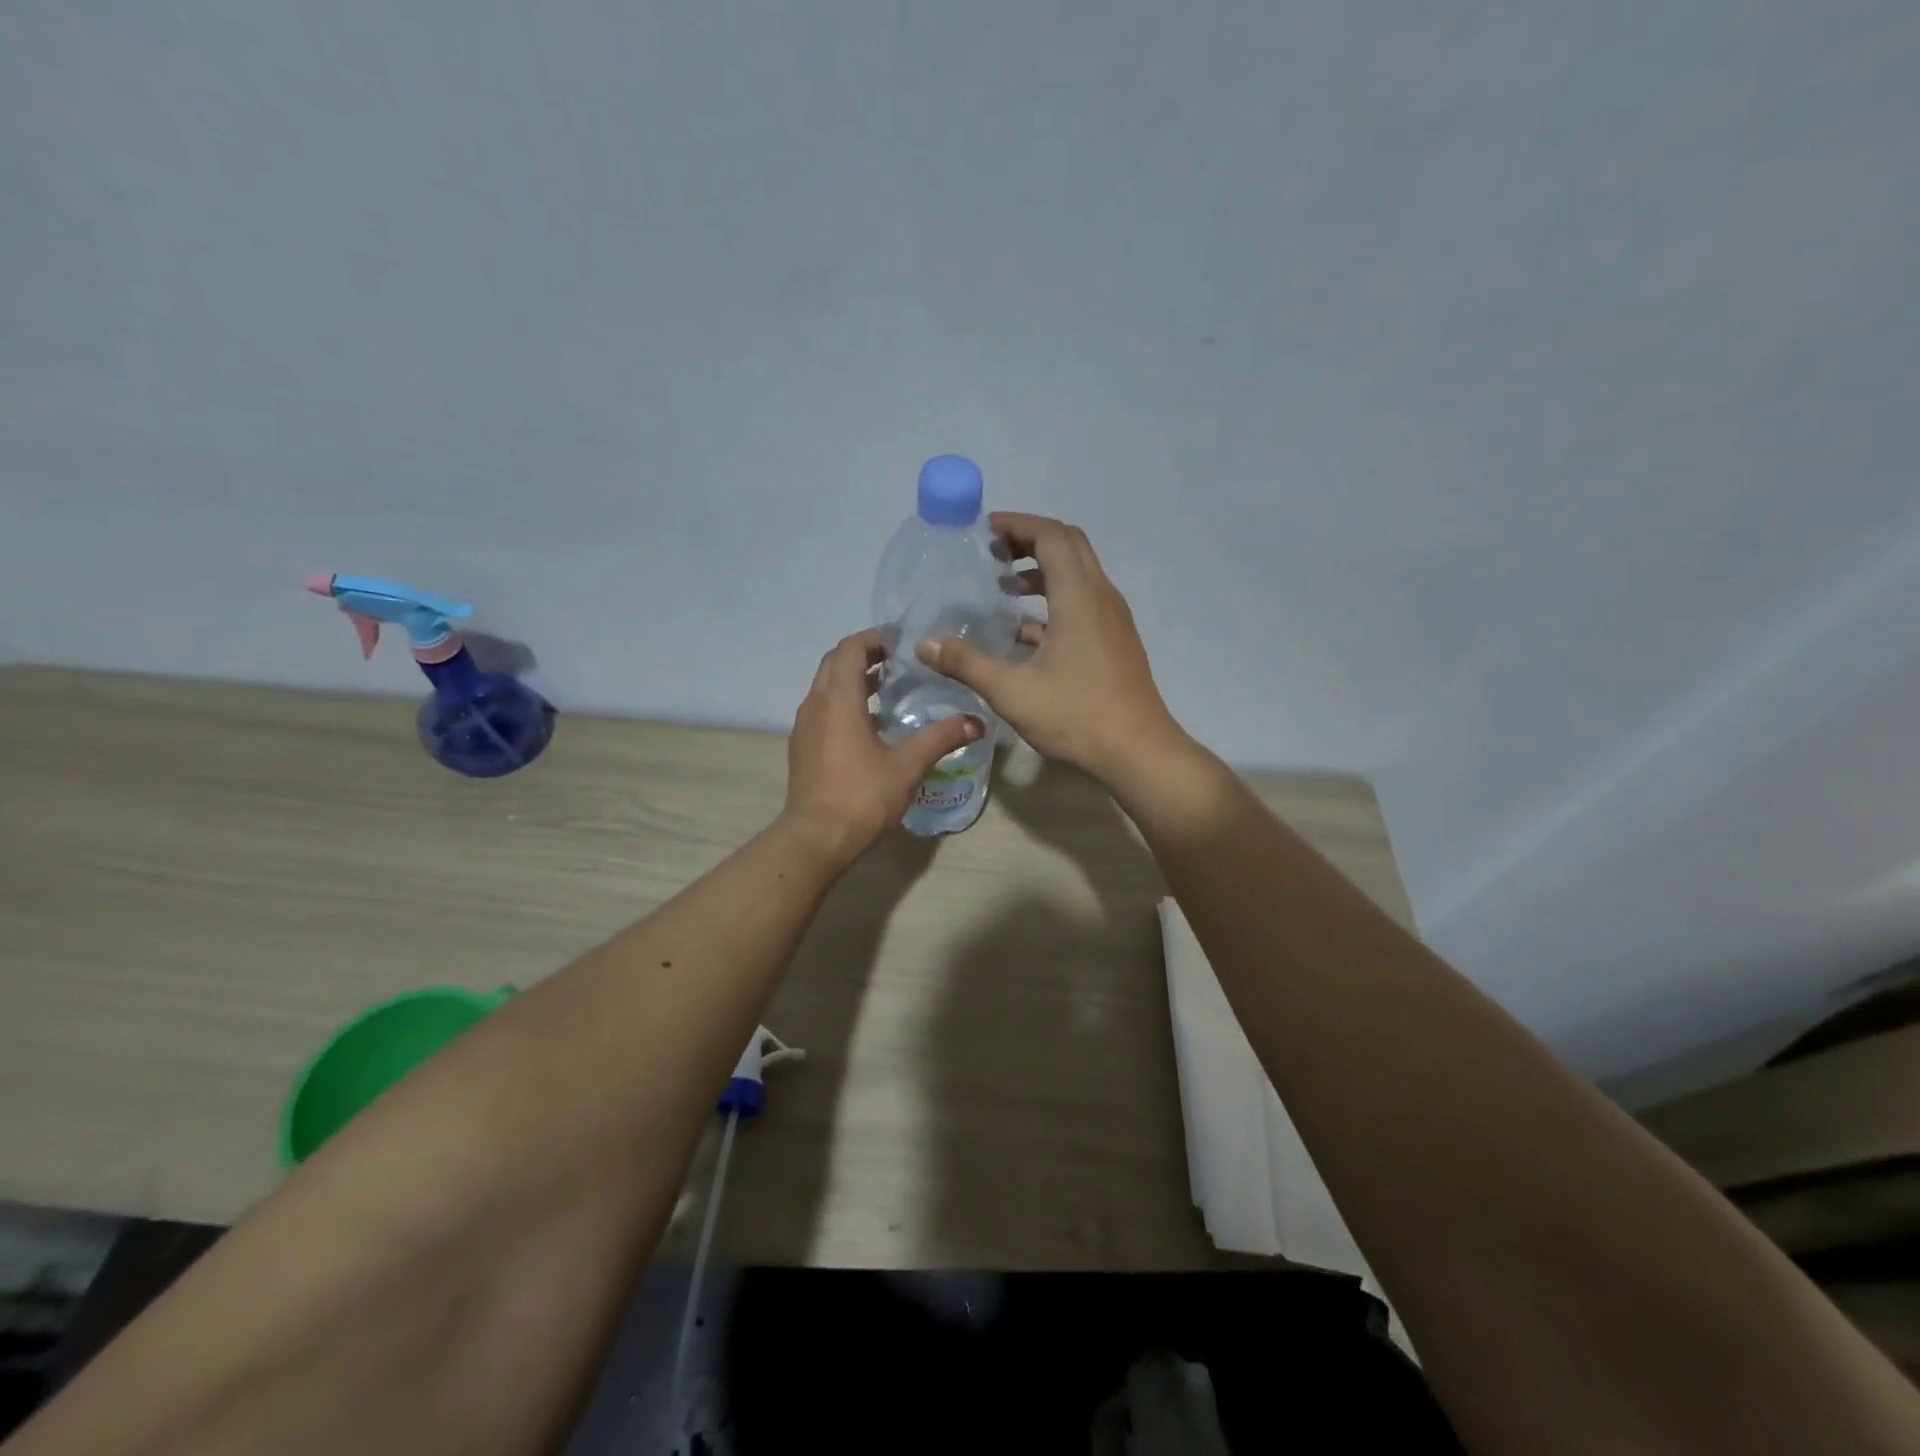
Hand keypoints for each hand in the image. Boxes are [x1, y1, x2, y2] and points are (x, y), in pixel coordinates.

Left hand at [784, 628, 983, 858]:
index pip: (850, 649)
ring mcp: (804, 727)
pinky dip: (843, 704)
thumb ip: (940, 738)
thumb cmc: (862, 795)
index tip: (901, 641)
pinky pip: (821, 710)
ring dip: (852, 680)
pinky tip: (869, 726)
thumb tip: (976, 722)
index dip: (874, 638)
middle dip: (863, 655)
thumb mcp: (908, 765)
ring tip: (888, 689)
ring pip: (826, 687)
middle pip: (834, 663)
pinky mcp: (802, 748)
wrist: (816, 838)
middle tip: (897, 661)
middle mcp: (815, 704)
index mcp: (838, 699)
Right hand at [917, 513, 1184, 784]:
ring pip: (1079, 574)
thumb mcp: (1012, 692)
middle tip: (993, 552)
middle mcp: (1101, 597)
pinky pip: (1084, 602)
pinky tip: (1026, 632)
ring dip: (1043, 570)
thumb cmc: (1076, 716)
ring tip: (1005, 586)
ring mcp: (1113, 619)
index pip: (1052, 536)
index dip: (1018, 525)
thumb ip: (967, 664)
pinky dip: (1055, 599)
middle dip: (1030, 540)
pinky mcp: (1116, 640)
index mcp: (1079, 596)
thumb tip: (925, 644)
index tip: (985, 531)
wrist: (1138, 751)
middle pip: (1069, 545)